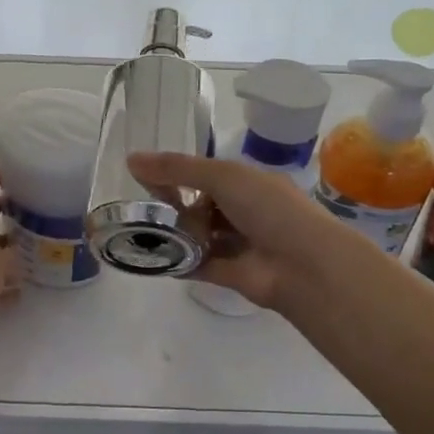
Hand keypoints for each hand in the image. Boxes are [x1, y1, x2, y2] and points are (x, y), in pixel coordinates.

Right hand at [129, 152, 337, 309]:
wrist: (304, 266)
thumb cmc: (268, 209)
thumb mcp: (221, 176)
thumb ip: (176, 169)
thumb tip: (130, 159)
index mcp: (248, 183)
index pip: (207, 175)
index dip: (178, 175)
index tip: (146, 179)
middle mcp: (245, 211)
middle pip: (200, 206)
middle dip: (173, 206)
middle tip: (142, 209)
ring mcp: (239, 244)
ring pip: (199, 235)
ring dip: (174, 234)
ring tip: (139, 232)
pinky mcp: (230, 274)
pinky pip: (197, 265)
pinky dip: (177, 262)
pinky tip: (150, 258)